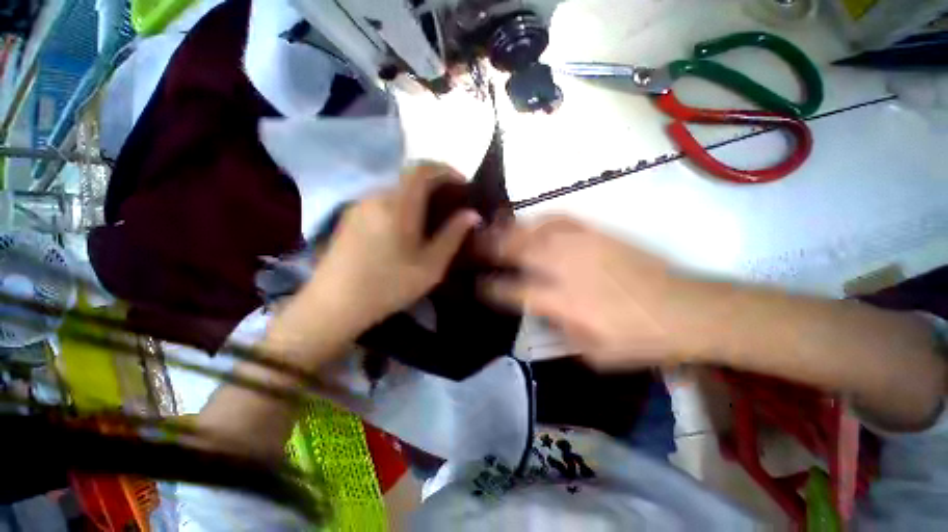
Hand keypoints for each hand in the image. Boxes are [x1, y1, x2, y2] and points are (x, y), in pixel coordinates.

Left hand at [305, 163, 480, 334]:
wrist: (334, 305)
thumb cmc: (388, 286)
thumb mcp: (430, 266)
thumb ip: (452, 235)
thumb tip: (472, 214)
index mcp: (397, 204)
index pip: (422, 169)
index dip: (446, 170)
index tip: (463, 184)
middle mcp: (376, 196)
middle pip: (409, 176)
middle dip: (434, 183)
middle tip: (452, 202)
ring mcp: (359, 205)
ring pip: (396, 188)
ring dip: (418, 194)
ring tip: (433, 215)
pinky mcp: (351, 217)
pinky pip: (383, 200)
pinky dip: (402, 203)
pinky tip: (407, 225)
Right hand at [487, 216, 698, 368]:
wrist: (687, 309)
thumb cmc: (638, 339)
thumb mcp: (593, 352)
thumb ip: (558, 329)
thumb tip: (535, 310)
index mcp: (564, 302)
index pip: (515, 290)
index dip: (493, 287)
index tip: (478, 284)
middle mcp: (567, 268)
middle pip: (519, 251)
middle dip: (491, 247)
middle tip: (473, 245)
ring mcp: (582, 246)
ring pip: (535, 230)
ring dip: (509, 229)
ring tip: (492, 228)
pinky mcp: (598, 233)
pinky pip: (560, 218)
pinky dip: (539, 218)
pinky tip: (530, 220)